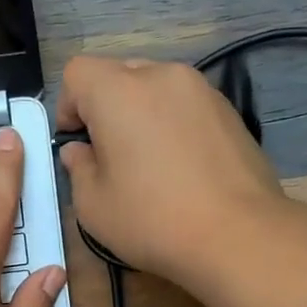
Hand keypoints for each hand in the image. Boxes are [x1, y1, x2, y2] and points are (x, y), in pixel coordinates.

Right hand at [55, 55, 289, 284]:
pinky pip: (186, 107)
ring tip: (151, 164)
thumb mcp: (93, 206)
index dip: (68, 106)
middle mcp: (161, 76)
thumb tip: (81, 151)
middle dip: (106, 108)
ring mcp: (202, 90)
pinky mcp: (229, 111)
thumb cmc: (153, 220)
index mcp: (118, 91)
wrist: (238, 234)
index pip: (77, 72)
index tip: (78, 144)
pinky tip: (183, 169)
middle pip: (119, 74)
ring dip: (142, 115)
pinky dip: (174, 125)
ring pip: (156, 89)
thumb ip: (78, 168)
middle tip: (111, 155)